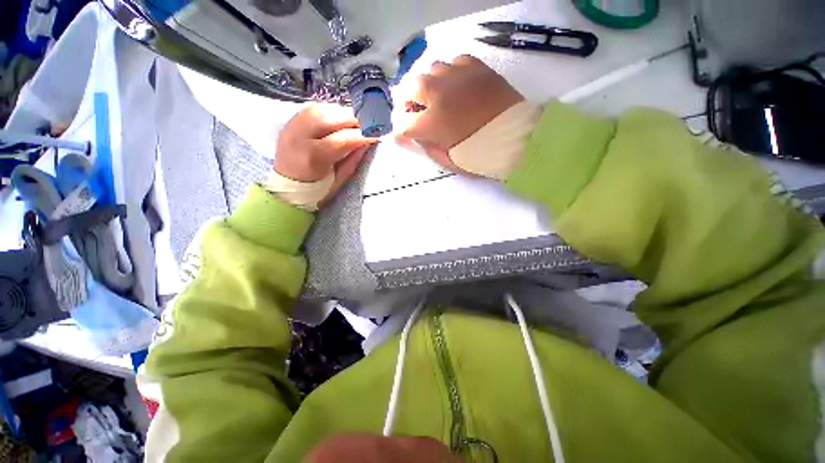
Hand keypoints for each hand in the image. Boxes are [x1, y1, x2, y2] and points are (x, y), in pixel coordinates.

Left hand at [274, 103, 376, 203]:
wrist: (286, 189)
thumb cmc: (315, 190)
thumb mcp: (339, 181)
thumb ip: (353, 159)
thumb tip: (366, 142)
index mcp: (315, 156)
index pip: (345, 138)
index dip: (363, 134)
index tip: (377, 134)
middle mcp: (301, 136)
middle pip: (333, 118)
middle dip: (354, 120)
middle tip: (367, 126)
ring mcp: (292, 127)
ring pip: (322, 109)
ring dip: (341, 114)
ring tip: (353, 123)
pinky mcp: (290, 123)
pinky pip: (312, 108)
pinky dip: (328, 111)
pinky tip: (337, 119)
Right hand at [398, 55, 522, 170]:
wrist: (519, 138)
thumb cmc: (482, 156)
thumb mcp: (450, 161)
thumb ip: (428, 148)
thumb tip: (416, 137)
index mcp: (433, 122)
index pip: (403, 123)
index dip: (400, 131)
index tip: (403, 136)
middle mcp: (440, 93)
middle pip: (410, 89)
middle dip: (407, 103)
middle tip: (414, 113)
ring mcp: (458, 76)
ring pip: (430, 70)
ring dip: (428, 86)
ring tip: (436, 98)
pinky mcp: (476, 67)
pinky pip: (453, 62)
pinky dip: (449, 74)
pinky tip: (455, 86)